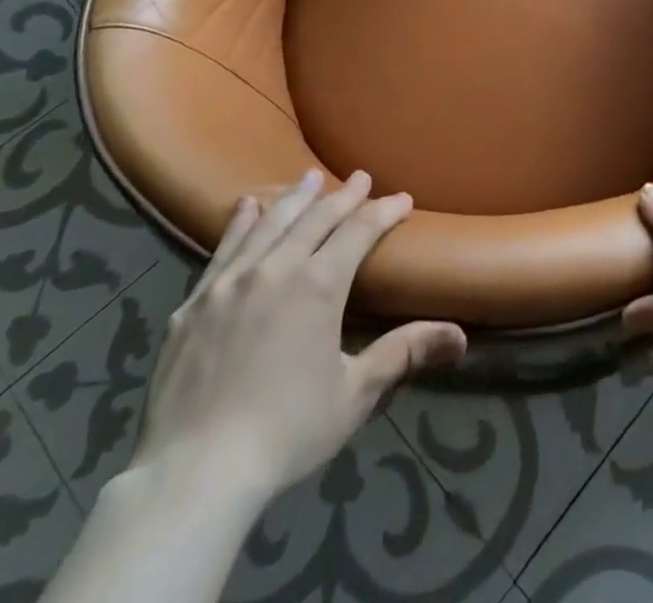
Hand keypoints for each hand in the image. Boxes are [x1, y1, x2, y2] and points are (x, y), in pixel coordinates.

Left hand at [126, 170, 466, 506]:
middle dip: (343, 196)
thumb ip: (403, 353)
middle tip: (360, 177)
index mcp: (319, 285)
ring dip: (295, 198)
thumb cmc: (285, 432)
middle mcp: (276, 269)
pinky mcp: (195, 304)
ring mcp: (230, 282)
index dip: (384, 211)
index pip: (359, 231)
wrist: (193, 474)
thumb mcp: (354, 394)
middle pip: (316, 218)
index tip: (403, 199)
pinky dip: (241, 223)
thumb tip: (460, 336)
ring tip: (309, 178)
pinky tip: (248, 207)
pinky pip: (224, 249)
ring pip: (270, 224)